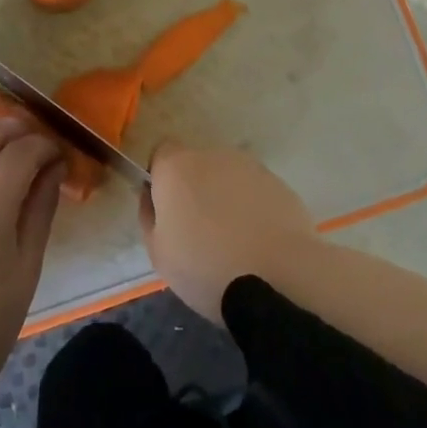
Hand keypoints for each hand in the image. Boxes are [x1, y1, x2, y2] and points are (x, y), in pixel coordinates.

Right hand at [139, 143, 316, 321]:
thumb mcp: (159, 253)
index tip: (167, 209)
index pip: (162, 153)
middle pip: (196, 164)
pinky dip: (252, 207)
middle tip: (199, 231)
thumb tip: (151, 195)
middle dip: (195, 188)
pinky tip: (257, 241)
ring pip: (227, 177)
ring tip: (232, 241)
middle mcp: (212, 154)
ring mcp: (249, 165)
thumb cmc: (206, 267)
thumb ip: (148, 215)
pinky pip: (254, 190)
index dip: (161, 178)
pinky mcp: (277, 182)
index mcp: (177, 166)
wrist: (278, 275)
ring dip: (224, 197)